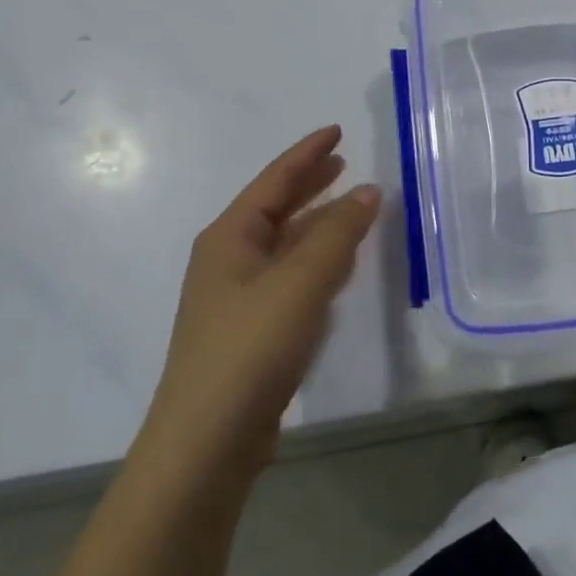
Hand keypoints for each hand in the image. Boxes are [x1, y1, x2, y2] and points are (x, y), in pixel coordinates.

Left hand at [141, 126, 380, 478]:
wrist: (206, 445)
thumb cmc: (250, 349)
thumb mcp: (300, 283)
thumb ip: (337, 233)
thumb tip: (369, 190)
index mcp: (230, 238)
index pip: (274, 180)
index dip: (308, 154)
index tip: (337, 131)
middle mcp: (228, 261)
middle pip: (275, 208)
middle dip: (310, 184)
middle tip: (345, 163)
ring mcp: (237, 299)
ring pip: (284, 245)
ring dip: (316, 222)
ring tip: (350, 207)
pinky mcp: (251, 332)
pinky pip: (289, 278)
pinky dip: (315, 261)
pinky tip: (337, 267)